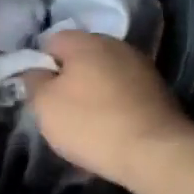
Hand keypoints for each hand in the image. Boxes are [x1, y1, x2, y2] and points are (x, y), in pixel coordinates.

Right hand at [22, 30, 193, 188]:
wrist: (155, 152)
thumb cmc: (90, 123)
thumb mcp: (45, 104)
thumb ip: (34, 81)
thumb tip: (36, 70)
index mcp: (86, 42)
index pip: (52, 40)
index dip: (40, 63)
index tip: (38, 90)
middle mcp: (116, 45)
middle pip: (81, 56)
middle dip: (68, 77)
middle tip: (58, 107)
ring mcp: (142, 67)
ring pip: (104, 74)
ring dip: (92, 91)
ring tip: (85, 121)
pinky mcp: (159, 91)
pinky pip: (124, 91)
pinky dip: (113, 104)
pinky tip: (109, 127)